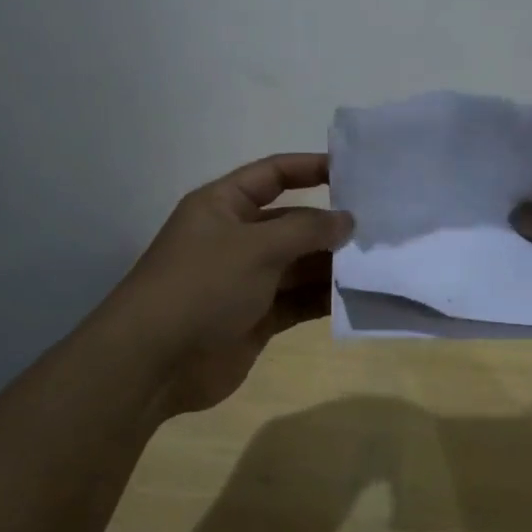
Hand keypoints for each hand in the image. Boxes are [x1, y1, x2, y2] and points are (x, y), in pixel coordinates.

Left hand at [109, 153, 352, 417]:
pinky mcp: (255, 318)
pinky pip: (297, 301)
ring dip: (332, 264)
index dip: (310, 168)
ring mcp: (246, 280)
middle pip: (291, 222)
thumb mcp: (256, 247)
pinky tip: (358, 297)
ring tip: (378, 263)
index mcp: (224, 205)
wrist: (152, 363)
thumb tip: (347, 220)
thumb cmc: (202, 285)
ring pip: (298, 264)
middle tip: (380, 227)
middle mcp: (236, 237)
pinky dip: (323, 299)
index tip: (353, 171)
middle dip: (330, 225)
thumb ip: (306, 230)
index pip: (273, 174)